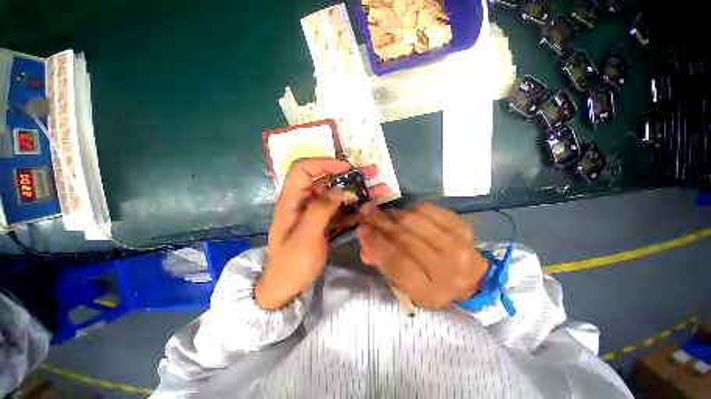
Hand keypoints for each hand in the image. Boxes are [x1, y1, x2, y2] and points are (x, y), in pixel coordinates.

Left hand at [255, 158, 387, 309]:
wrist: (287, 286)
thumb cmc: (292, 263)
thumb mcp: (305, 237)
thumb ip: (320, 210)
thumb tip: (337, 190)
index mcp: (292, 200)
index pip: (302, 169)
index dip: (324, 163)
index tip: (346, 167)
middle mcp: (304, 201)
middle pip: (326, 179)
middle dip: (349, 174)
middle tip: (372, 172)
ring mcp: (316, 212)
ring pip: (337, 194)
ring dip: (357, 190)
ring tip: (379, 188)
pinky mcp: (325, 222)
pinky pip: (341, 210)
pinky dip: (356, 208)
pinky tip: (370, 208)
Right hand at [358, 203, 487, 309]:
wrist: (470, 278)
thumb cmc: (430, 284)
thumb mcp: (404, 285)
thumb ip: (382, 262)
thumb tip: (364, 239)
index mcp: (429, 292)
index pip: (397, 263)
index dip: (376, 243)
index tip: (361, 229)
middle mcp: (446, 269)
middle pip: (405, 238)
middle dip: (380, 222)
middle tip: (366, 212)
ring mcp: (457, 245)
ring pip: (414, 220)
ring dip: (393, 214)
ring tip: (382, 213)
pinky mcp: (461, 226)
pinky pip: (428, 209)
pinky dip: (410, 208)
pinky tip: (404, 213)